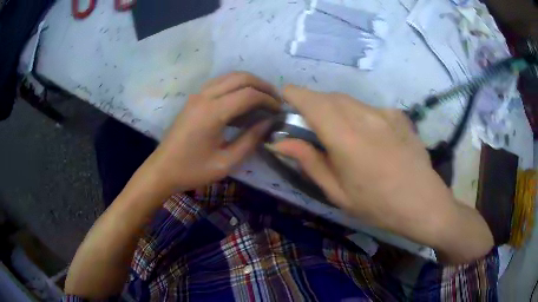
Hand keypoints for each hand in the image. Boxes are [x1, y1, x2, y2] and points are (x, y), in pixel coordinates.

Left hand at [142, 72, 279, 193]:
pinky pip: (220, 82)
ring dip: (250, 82)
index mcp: (212, 112)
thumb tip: (269, 122)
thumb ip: (250, 140)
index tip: (280, 110)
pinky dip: (236, 85)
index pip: (249, 94)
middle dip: (263, 85)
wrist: (162, 169)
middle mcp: (205, 96)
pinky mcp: (194, 98)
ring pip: (230, 76)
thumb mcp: (226, 162)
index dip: (269, 100)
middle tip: (276, 100)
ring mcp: (197, 94)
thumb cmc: (193, 170)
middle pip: (241, 77)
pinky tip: (243, 98)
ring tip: (263, 97)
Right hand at [273, 85, 492, 262]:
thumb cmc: (378, 206)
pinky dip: (358, 115)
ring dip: (335, 109)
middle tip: (309, 124)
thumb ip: (309, 162)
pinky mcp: (398, 115)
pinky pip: (369, 108)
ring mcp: (385, 113)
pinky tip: (369, 137)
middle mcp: (364, 116)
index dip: (294, 94)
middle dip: (313, 103)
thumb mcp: (338, 192)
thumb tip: (280, 142)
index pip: (312, 101)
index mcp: (345, 137)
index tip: (285, 98)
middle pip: (329, 97)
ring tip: (339, 133)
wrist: (424, 203)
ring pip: (349, 101)